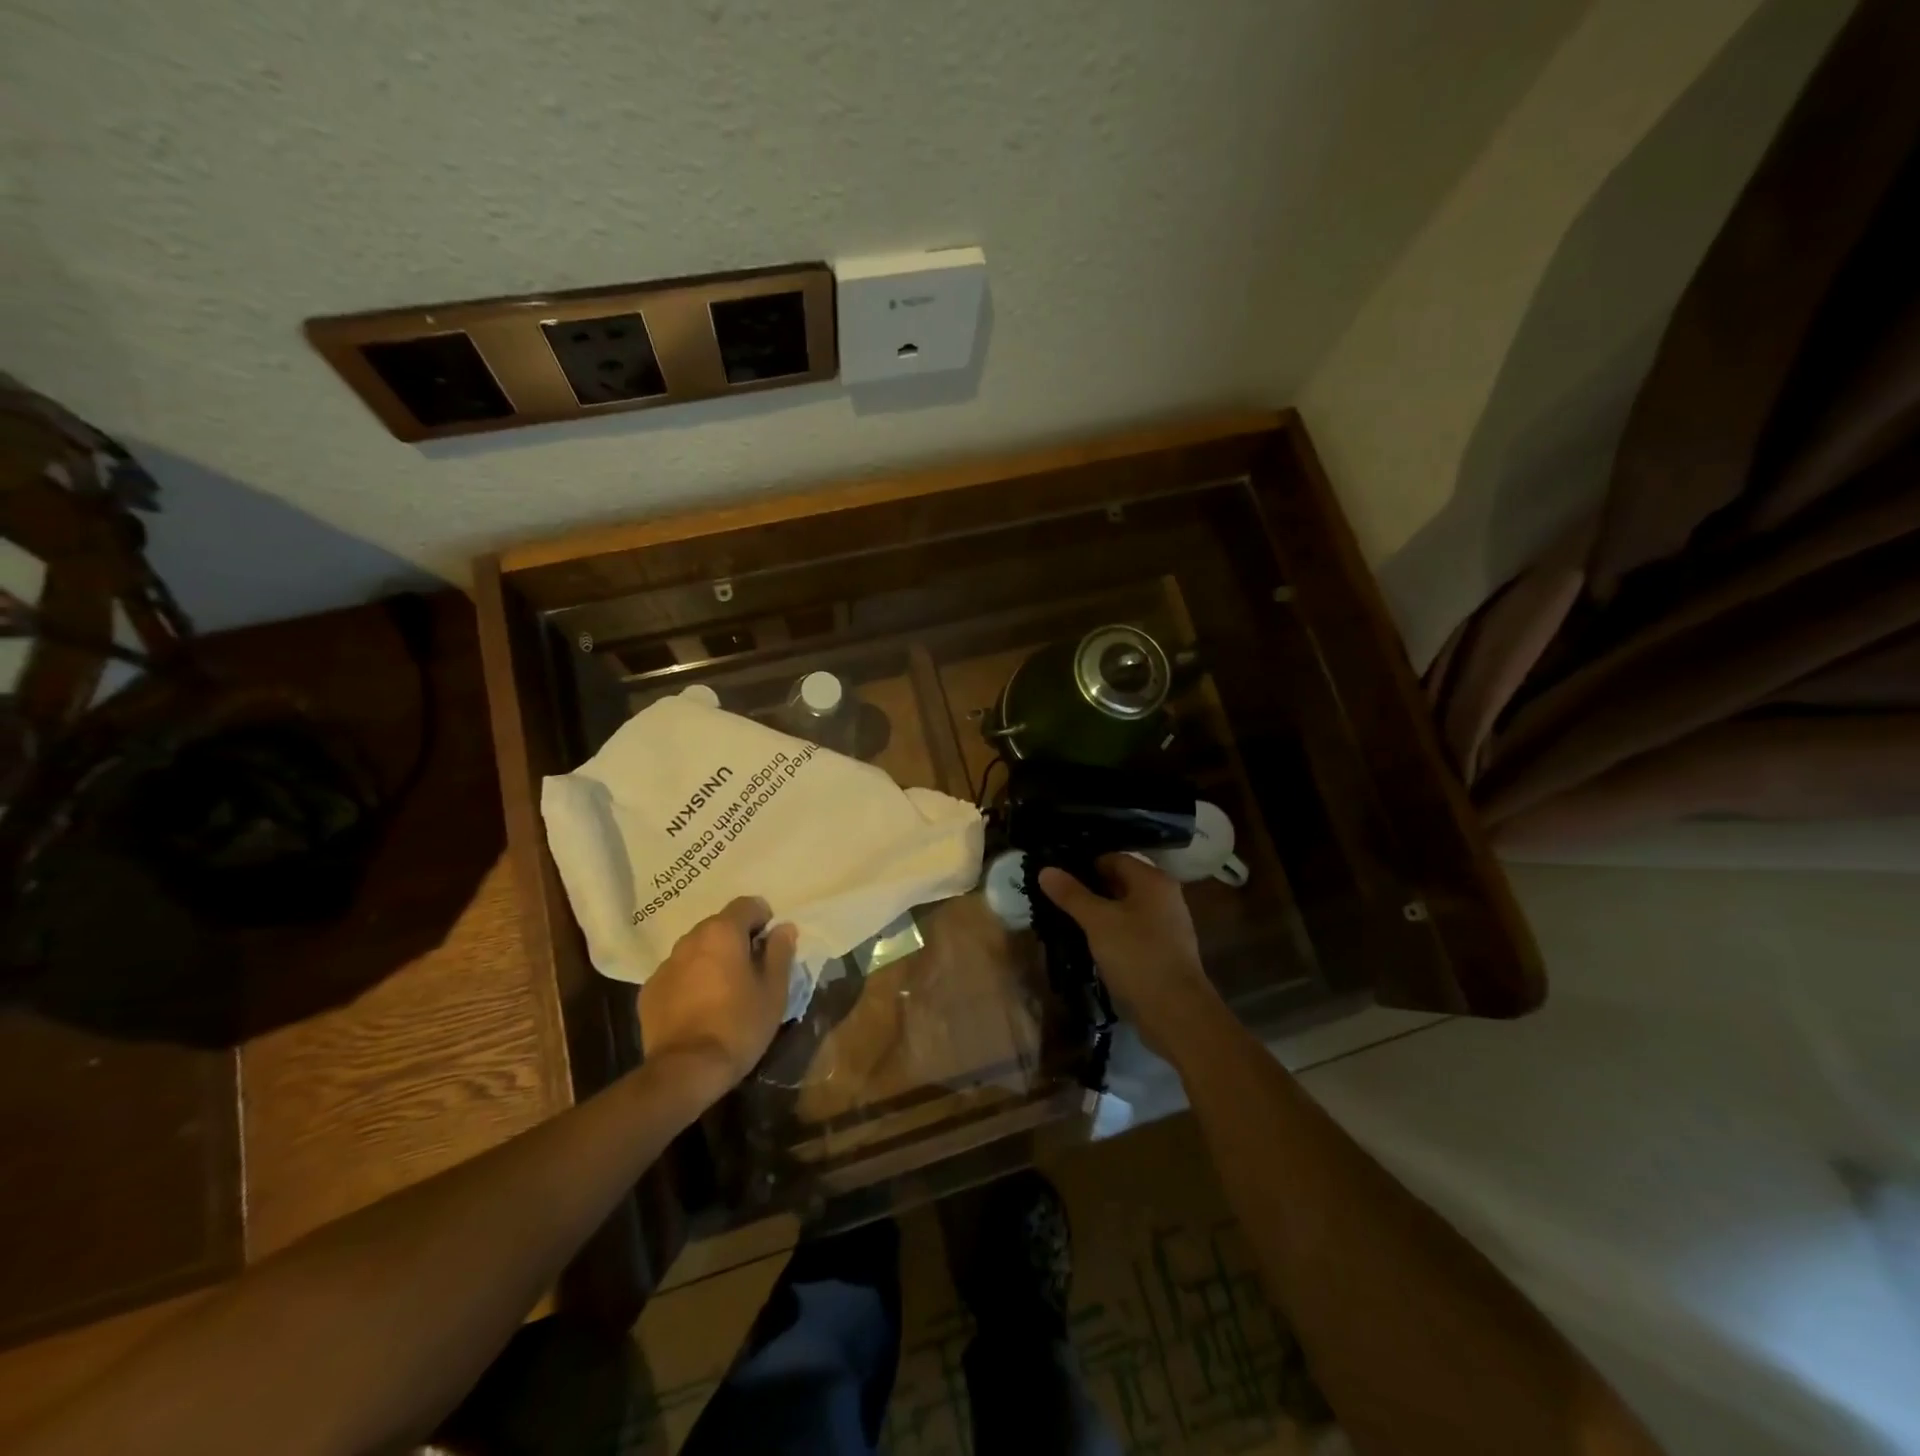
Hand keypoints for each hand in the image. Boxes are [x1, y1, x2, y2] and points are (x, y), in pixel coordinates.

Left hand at [639, 897, 796, 1098]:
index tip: (771, 946)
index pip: (747, 904)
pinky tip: (699, 1009)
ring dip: (712, 959)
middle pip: (720, 925)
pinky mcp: (649, 991)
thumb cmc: (739, 1024)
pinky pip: (678, 974)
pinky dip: (691, 981)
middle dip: (737, 940)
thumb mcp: (774, 990)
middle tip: (751, 971)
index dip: (763, 919)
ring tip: (724, 991)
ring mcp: (665, 965)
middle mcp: (690, 939)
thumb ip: (780, 952)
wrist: (686, 1070)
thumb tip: (783, 927)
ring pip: (697, 950)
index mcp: (722, 932)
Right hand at [1038, 855, 1225, 1063]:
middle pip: (1119, 883)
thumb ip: (1072, 894)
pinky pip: (1131, 931)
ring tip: (1066, 921)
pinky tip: (1089, 945)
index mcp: (1152, 880)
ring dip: (1098, 914)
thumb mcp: (1098, 922)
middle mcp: (1164, 896)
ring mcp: (1166, 925)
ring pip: (1124, 909)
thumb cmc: (1137, 956)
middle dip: (1088, 890)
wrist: (1176, 1012)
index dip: (1083, 865)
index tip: (1056, 877)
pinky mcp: (1163, 951)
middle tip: (1055, 899)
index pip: (1112, 858)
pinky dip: (1111, 933)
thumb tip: (1046, 870)